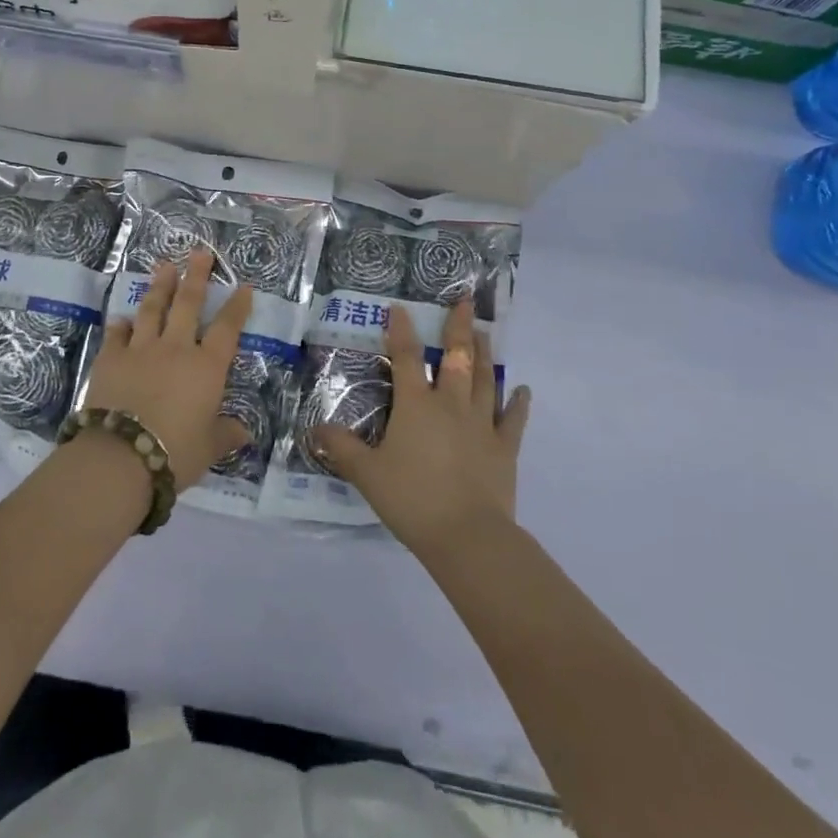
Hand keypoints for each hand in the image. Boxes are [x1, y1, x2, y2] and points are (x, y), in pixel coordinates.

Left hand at [82, 250, 253, 490]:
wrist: (120, 456)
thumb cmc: (175, 452)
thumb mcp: (208, 448)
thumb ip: (226, 435)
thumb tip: (245, 433)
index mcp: (206, 367)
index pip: (227, 328)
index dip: (237, 306)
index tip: (243, 286)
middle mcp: (176, 349)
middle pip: (188, 304)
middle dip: (195, 276)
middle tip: (199, 253)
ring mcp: (141, 349)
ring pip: (152, 309)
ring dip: (159, 286)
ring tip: (164, 266)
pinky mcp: (110, 358)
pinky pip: (117, 334)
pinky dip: (121, 324)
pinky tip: (122, 318)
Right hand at [312, 299, 530, 558]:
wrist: (467, 536)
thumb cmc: (412, 499)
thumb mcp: (367, 474)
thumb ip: (342, 448)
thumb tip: (315, 429)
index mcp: (416, 406)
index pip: (407, 358)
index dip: (402, 331)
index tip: (401, 307)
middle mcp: (451, 405)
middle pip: (457, 357)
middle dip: (459, 327)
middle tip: (466, 301)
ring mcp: (482, 424)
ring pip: (484, 379)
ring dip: (484, 353)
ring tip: (485, 332)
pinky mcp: (504, 448)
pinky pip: (513, 419)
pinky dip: (518, 403)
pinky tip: (522, 390)